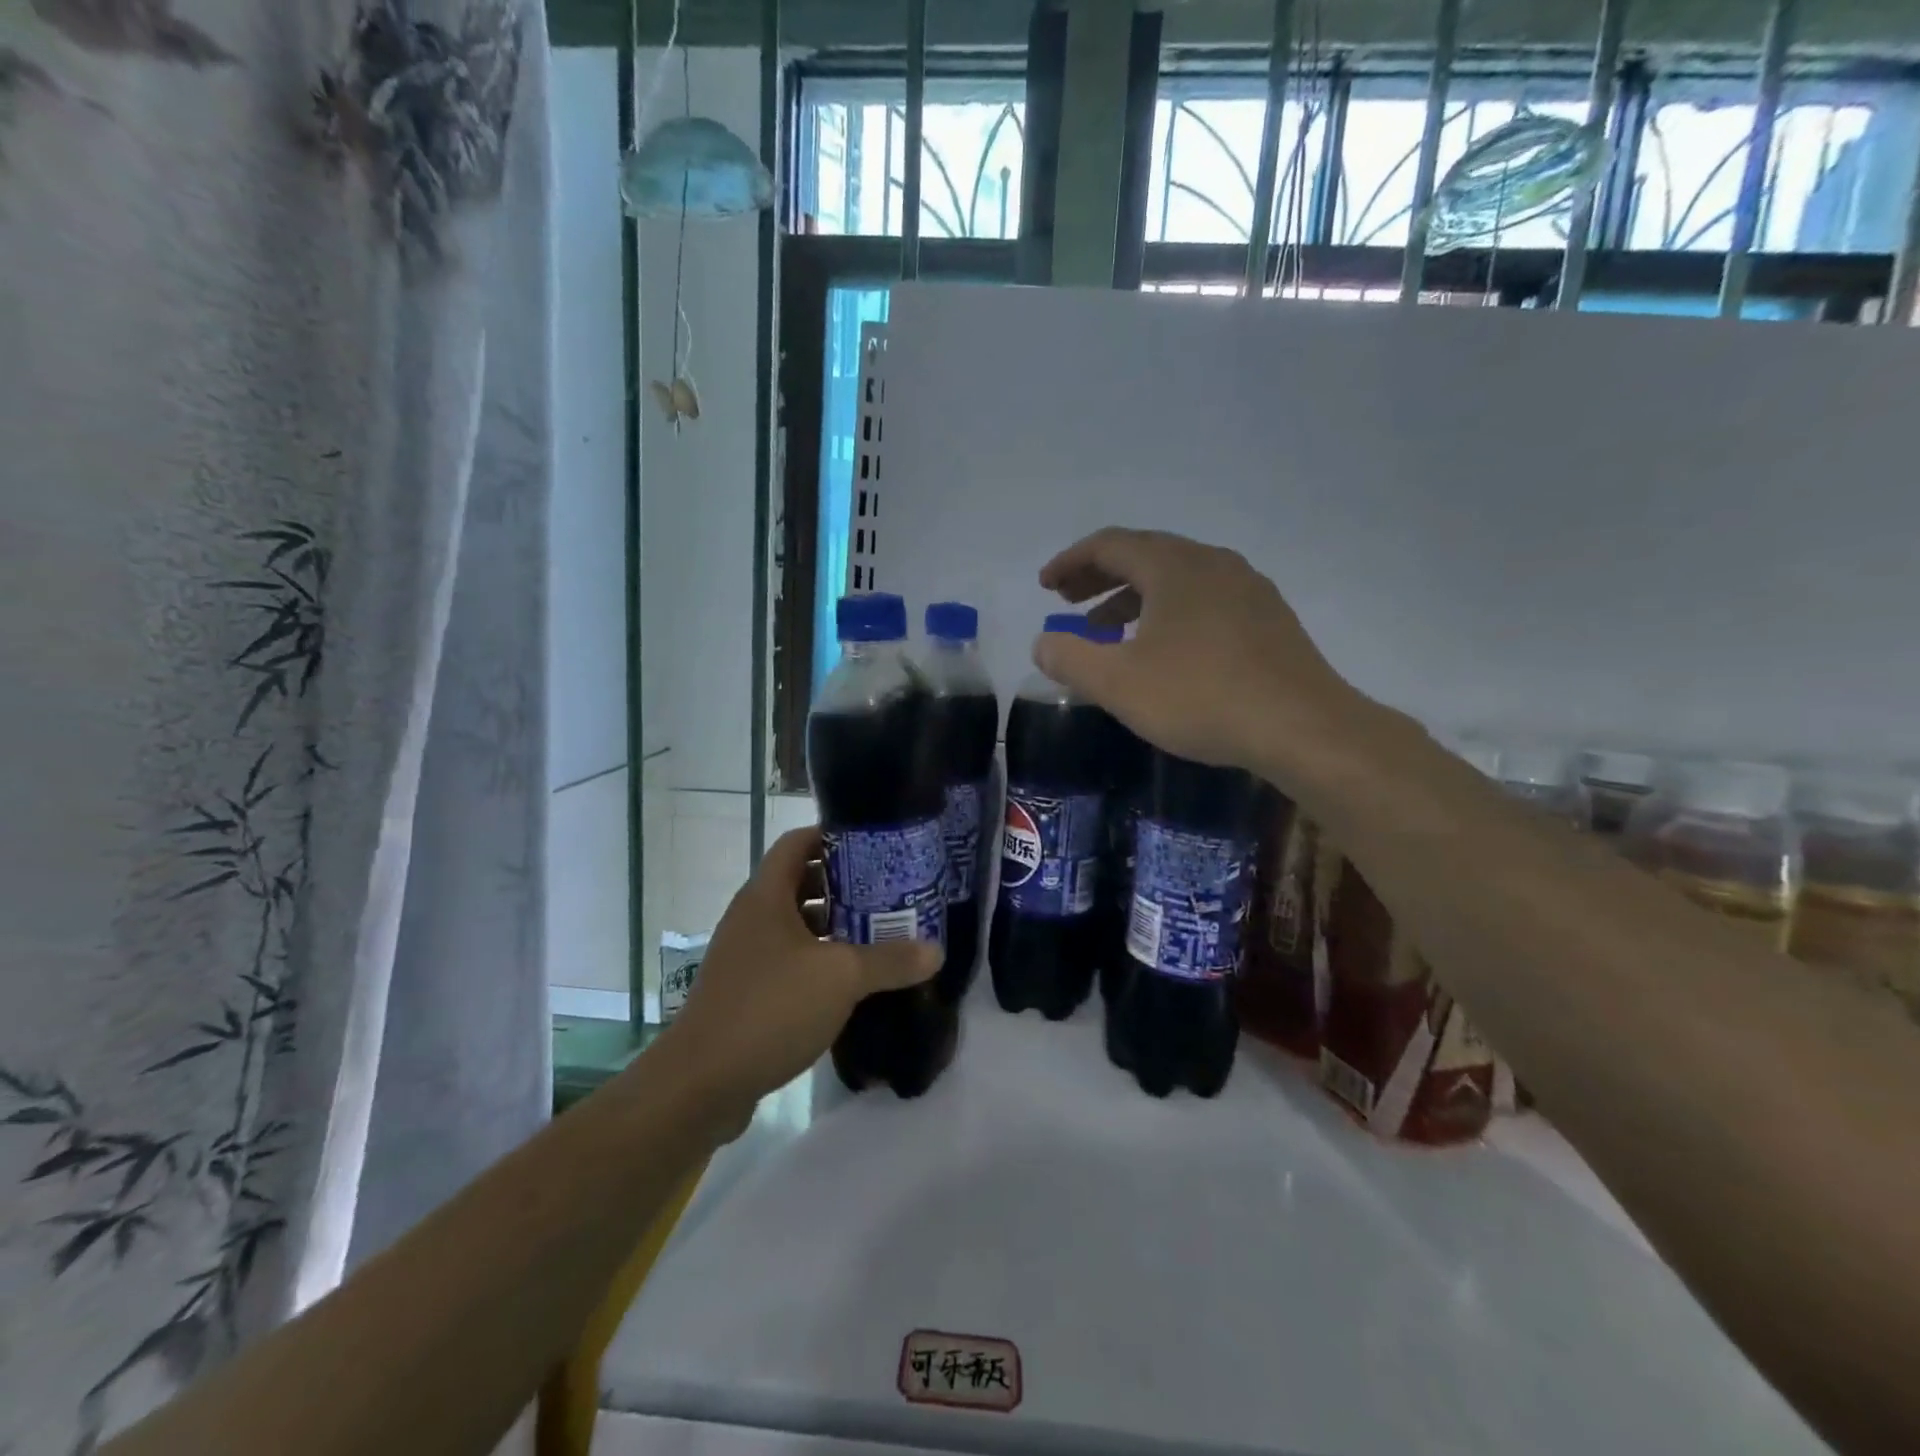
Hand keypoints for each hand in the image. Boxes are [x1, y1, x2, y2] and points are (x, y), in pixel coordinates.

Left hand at [659, 827, 938, 1118]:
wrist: (701, 1083)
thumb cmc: (771, 1008)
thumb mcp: (841, 978)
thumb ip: (890, 960)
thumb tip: (936, 951)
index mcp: (766, 896)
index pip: (798, 842)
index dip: (833, 835)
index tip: (874, 845)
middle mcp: (751, 916)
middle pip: (800, 882)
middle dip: (844, 884)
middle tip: (888, 891)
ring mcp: (745, 955)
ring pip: (796, 924)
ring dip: (833, 926)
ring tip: (879, 933)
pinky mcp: (745, 990)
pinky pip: (788, 959)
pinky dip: (818, 960)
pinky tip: (850, 981)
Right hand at [1035, 527, 1366, 774]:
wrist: (1303, 727)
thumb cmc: (1201, 697)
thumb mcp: (1118, 684)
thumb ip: (1070, 659)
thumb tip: (1042, 643)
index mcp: (1174, 566)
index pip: (1109, 544)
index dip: (1071, 562)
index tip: (1046, 585)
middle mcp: (1212, 563)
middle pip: (1144, 555)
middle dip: (1100, 577)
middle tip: (1068, 603)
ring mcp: (1247, 588)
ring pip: (1177, 578)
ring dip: (1134, 597)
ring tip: (1108, 631)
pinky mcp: (1268, 618)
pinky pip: (1204, 599)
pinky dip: (1169, 612)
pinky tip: (1165, 649)